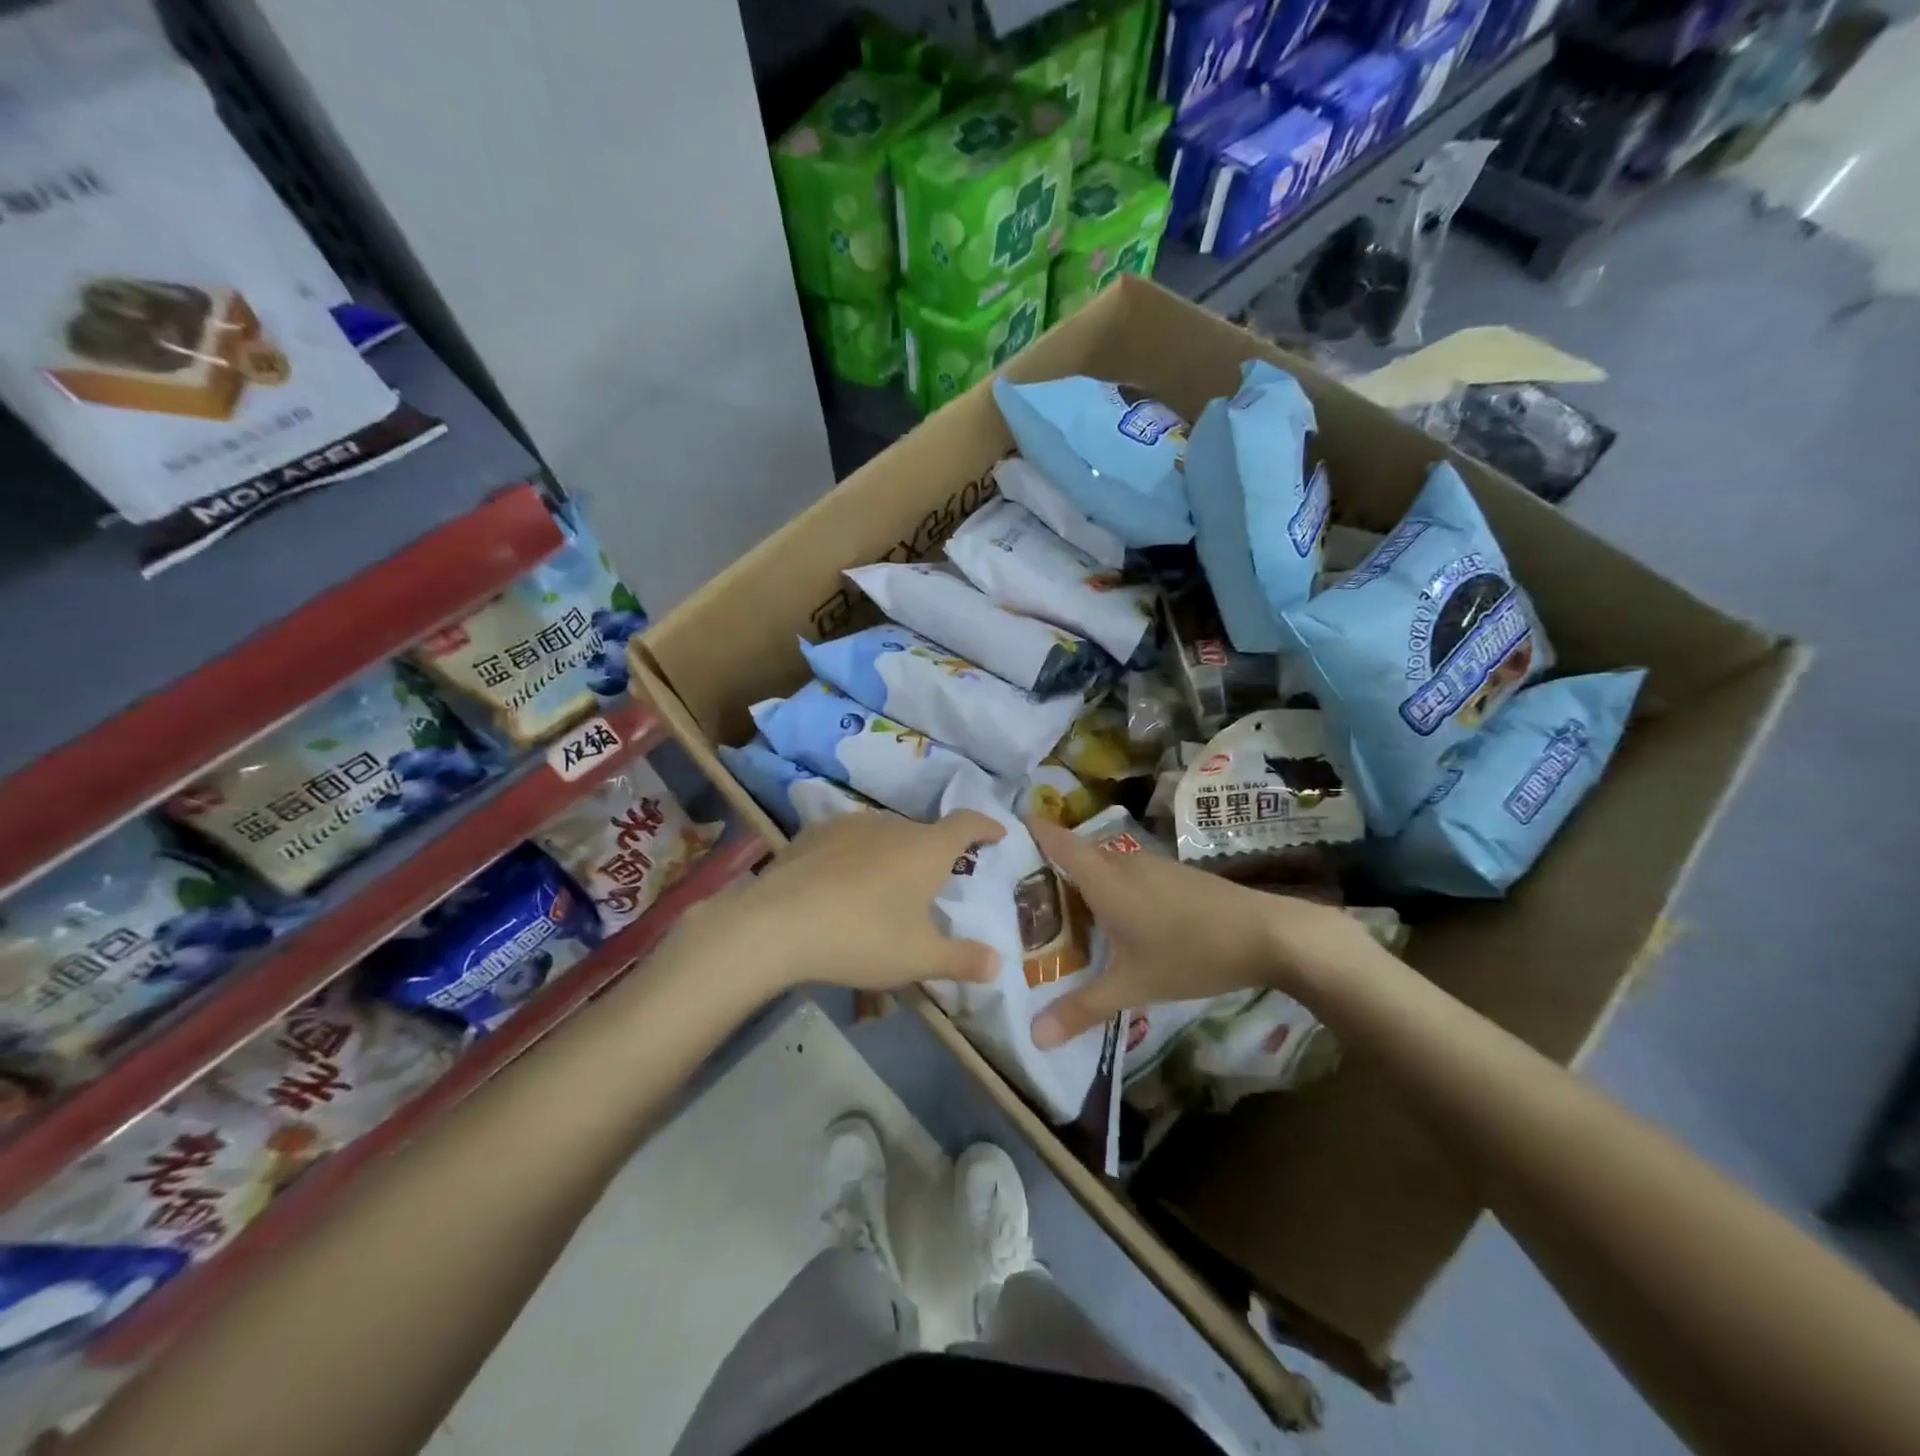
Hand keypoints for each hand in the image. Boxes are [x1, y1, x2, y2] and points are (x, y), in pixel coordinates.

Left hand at [676, 809, 1006, 996]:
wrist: (779, 924)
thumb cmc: (863, 937)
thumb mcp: (919, 958)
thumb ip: (962, 960)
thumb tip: (997, 964)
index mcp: (926, 848)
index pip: (967, 823)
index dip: (986, 826)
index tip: (997, 833)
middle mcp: (892, 825)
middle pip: (923, 833)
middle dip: (934, 853)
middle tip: (934, 883)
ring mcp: (850, 824)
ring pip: (883, 836)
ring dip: (892, 855)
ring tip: (884, 888)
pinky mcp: (813, 834)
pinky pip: (848, 841)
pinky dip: (856, 857)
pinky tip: (841, 885)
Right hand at [1025, 816, 1371, 1048]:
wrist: (1268, 934)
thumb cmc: (1190, 952)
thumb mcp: (1132, 986)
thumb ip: (1082, 1009)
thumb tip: (1035, 1035)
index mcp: (1103, 877)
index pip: (1054, 840)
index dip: (1025, 831)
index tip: (996, 837)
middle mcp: (1122, 862)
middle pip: (1073, 854)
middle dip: (1044, 869)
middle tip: (1015, 897)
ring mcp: (1152, 866)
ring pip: (1102, 867)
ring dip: (1078, 883)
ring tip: (1056, 913)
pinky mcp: (1174, 877)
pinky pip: (1125, 875)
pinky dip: (1106, 890)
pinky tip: (1110, 922)